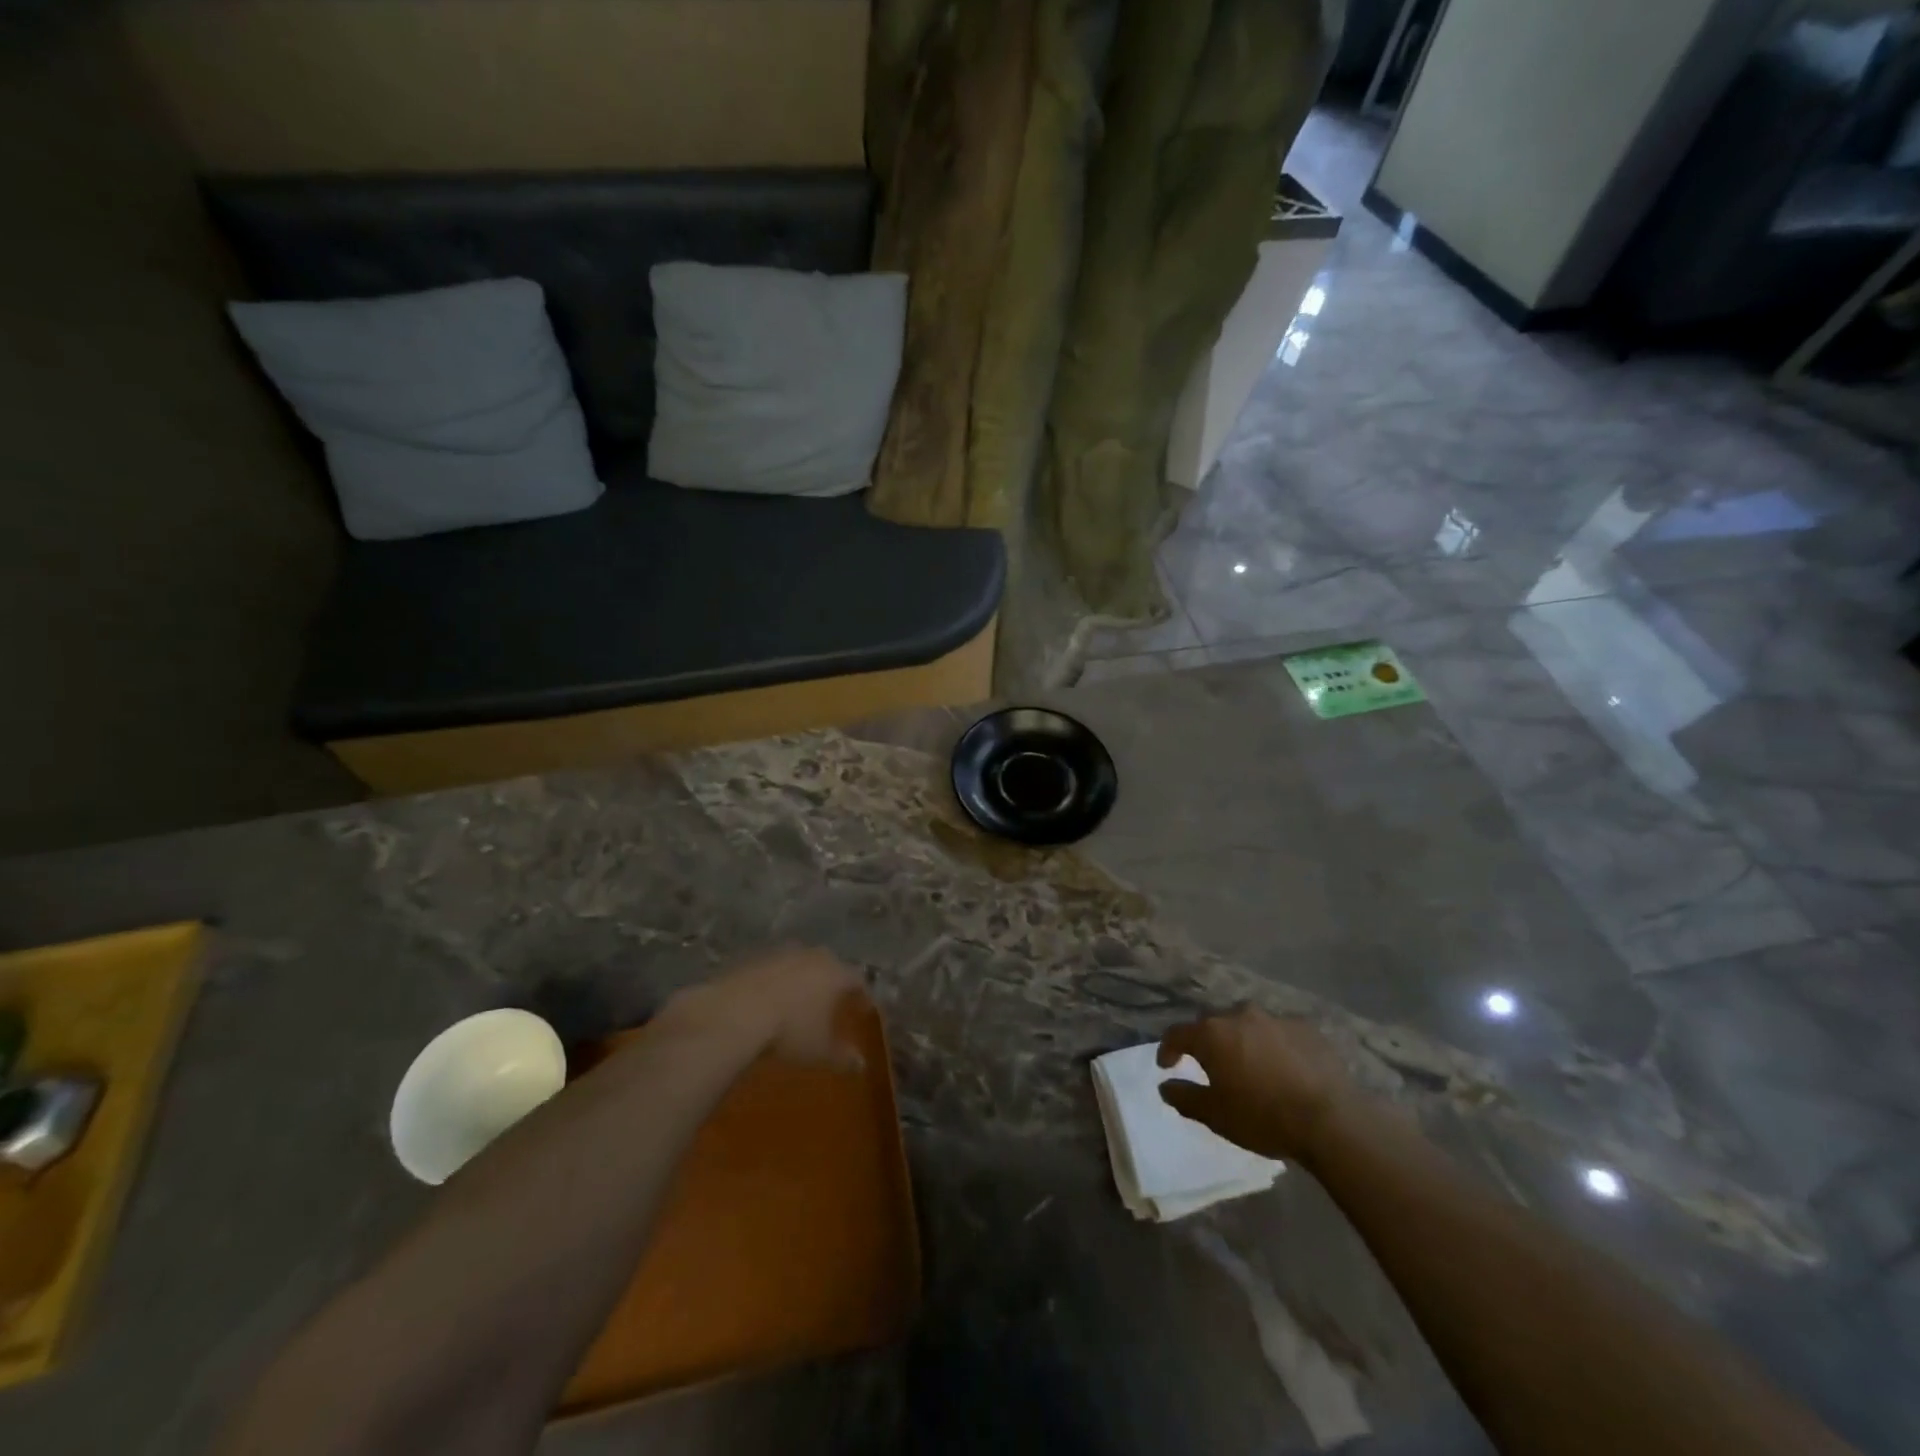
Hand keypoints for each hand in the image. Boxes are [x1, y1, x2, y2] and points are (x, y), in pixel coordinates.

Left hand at [663, 946, 865, 1068]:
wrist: (734, 1013)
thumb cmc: (789, 1031)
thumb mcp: (819, 1051)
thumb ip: (842, 1057)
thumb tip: (861, 1065)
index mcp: (835, 974)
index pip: (858, 981)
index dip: (862, 996)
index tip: (863, 1011)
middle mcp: (812, 956)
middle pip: (830, 965)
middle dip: (833, 983)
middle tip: (832, 1003)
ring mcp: (781, 954)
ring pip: (800, 964)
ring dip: (803, 980)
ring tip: (799, 1002)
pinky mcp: (753, 958)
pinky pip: (774, 969)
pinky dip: (777, 982)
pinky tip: (769, 1000)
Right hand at [1157, 1008, 1357, 1162]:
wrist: (1331, 1120)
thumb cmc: (1263, 1117)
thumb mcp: (1216, 1116)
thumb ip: (1185, 1097)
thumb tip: (1165, 1085)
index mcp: (1212, 1034)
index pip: (1177, 1034)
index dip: (1168, 1049)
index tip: (1167, 1066)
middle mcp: (1239, 1016)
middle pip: (1213, 1024)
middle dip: (1207, 1042)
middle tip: (1212, 1066)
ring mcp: (1275, 1018)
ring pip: (1248, 1024)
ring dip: (1243, 1040)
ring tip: (1251, 1064)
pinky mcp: (1306, 1027)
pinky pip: (1280, 1032)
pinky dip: (1274, 1045)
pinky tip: (1285, 1067)